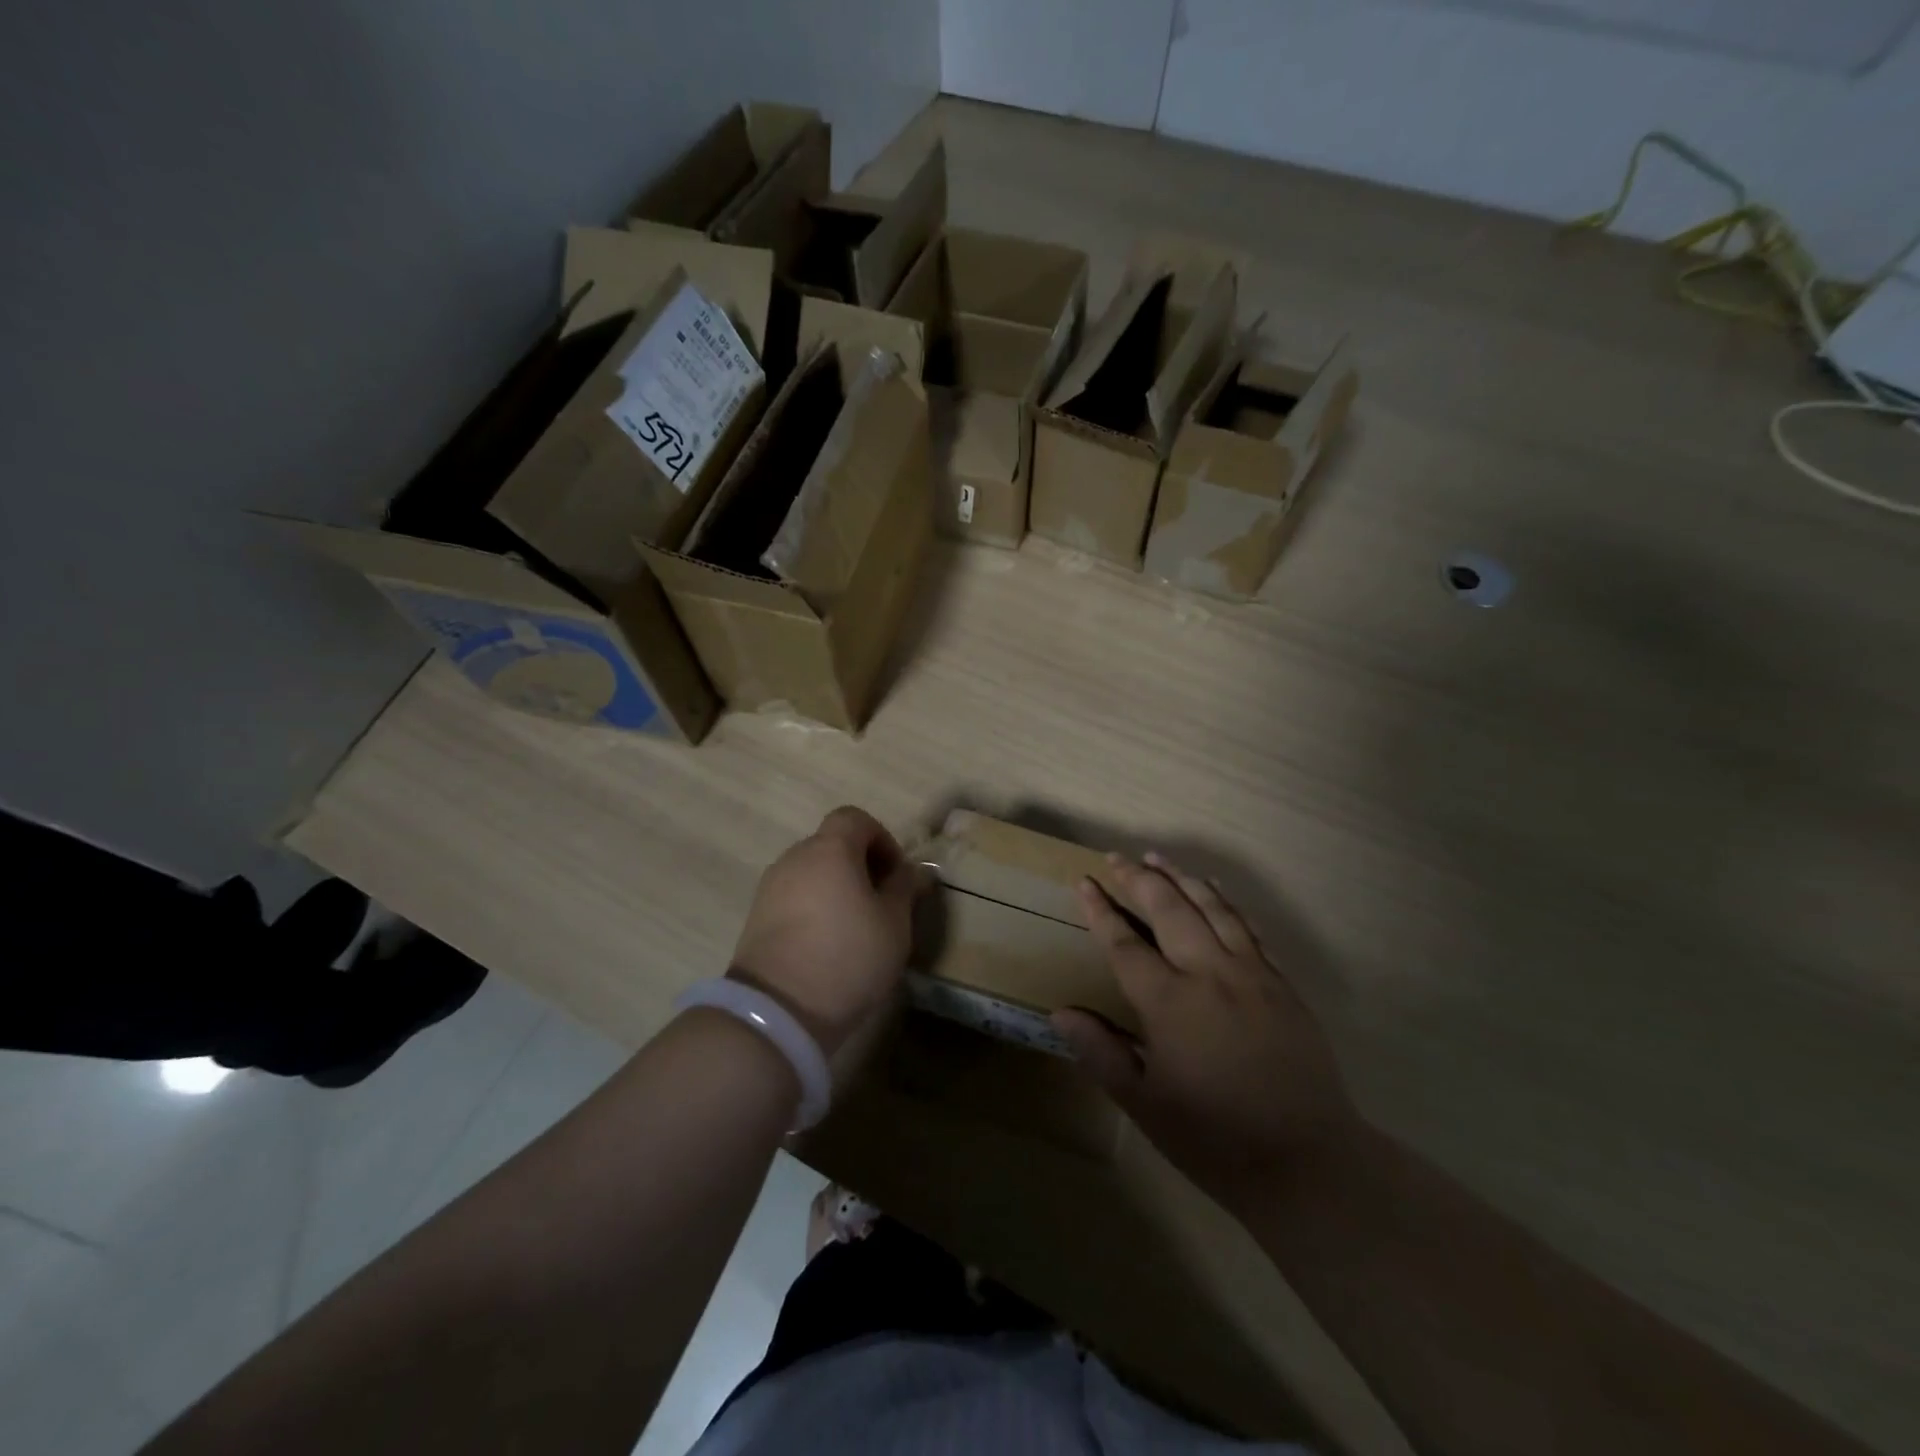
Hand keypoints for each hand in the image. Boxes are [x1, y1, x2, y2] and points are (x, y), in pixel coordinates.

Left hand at [730, 807, 921, 1059]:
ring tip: (855, 926)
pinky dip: (813, 907)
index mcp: (830, 849)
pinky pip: (793, 897)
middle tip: (881, 902)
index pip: (855, 818)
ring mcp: (770, 887)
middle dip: (860, 864)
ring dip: (836, 887)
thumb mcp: (894, 924)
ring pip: (812, 872)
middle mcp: (795, 858)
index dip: (881, 838)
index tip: (895, 874)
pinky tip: (827, 943)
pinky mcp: (756, 917)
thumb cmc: (848, 956)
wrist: (779, 1009)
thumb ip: (904, 888)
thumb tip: (912, 871)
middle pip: (832, 844)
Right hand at [1052, 853, 1356, 1211]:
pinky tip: (1215, 891)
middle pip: (1169, 909)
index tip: (1084, 882)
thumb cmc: (1215, 1139)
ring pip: (1213, 908)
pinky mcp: (1283, 984)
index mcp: (1170, 1003)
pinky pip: (1250, 929)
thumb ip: (1102, 1052)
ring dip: (1182, 878)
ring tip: (1158, 857)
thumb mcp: (1145, 1105)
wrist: (1309, 1164)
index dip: (1101, 910)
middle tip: (1117, 858)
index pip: (1125, 943)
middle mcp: (1210, 974)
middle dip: (1139, 879)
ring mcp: (1252, 974)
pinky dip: (1227, 903)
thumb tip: (1060, 1012)